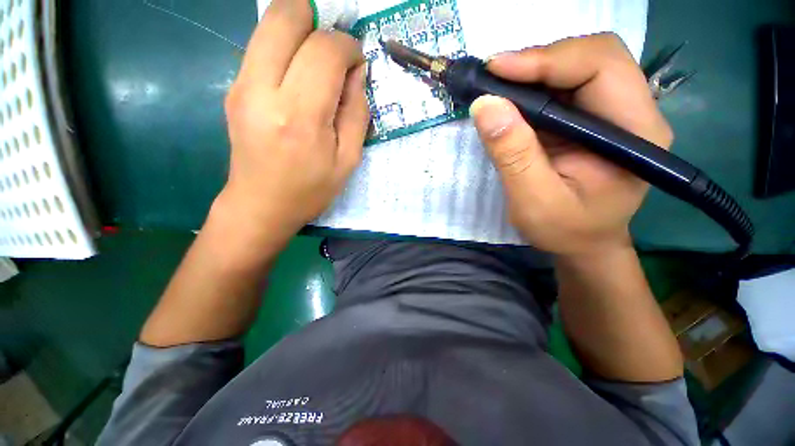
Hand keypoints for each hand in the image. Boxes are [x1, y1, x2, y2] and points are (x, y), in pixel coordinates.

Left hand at [218, 0, 367, 245]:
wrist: (261, 205)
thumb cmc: (310, 190)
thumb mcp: (348, 160)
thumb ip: (357, 113)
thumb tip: (357, 73)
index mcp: (301, 116)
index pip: (325, 51)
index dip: (348, 46)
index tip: (357, 62)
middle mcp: (264, 90)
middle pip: (286, 15)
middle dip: (318, 19)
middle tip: (335, 48)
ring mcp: (242, 85)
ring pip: (269, 24)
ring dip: (301, 29)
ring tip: (320, 60)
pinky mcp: (233, 88)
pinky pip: (261, 46)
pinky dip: (285, 47)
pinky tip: (300, 75)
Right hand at [470, 33, 672, 255]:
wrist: (584, 244)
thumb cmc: (565, 231)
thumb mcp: (533, 201)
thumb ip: (513, 155)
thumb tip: (485, 106)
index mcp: (635, 133)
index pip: (602, 66)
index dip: (547, 59)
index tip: (496, 70)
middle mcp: (634, 113)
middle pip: (593, 56)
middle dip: (540, 60)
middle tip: (495, 78)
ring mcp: (615, 114)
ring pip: (578, 67)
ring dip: (534, 72)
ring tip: (498, 89)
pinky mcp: (593, 120)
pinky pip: (565, 88)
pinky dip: (534, 87)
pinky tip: (512, 101)